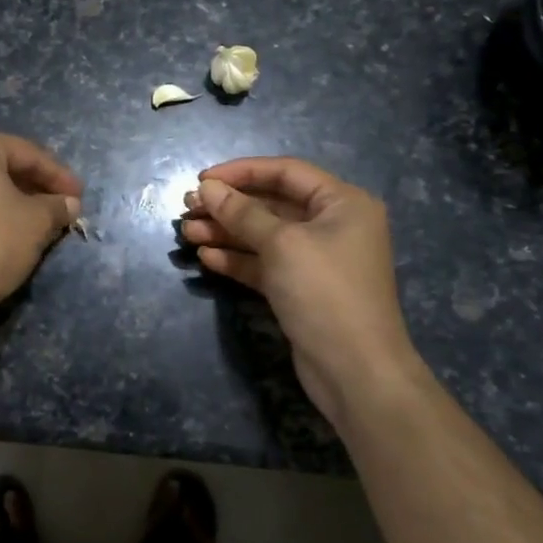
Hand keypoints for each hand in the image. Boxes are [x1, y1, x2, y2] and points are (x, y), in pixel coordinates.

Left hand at [0, 127, 82, 327]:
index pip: (27, 153)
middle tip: (59, 207)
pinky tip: (0, 232)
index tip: (79, 197)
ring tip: (33, 222)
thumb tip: (69, 204)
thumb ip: (56, 207)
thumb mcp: (35, 224)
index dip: (59, 176)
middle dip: (32, 186)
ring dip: (8, 199)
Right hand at [179, 157, 425, 426]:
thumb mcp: (282, 244)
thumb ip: (242, 213)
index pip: (285, 172)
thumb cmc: (325, 292)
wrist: (356, 371)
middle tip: (187, 209)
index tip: (202, 179)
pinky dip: (237, 259)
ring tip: (187, 233)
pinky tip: (206, 258)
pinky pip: (264, 264)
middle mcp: (332, 226)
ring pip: (263, 236)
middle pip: (272, 204)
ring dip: (226, 232)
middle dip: (228, 206)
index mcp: (342, 203)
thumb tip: (207, 187)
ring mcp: (316, 260)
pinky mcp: (301, 289)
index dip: (241, 172)